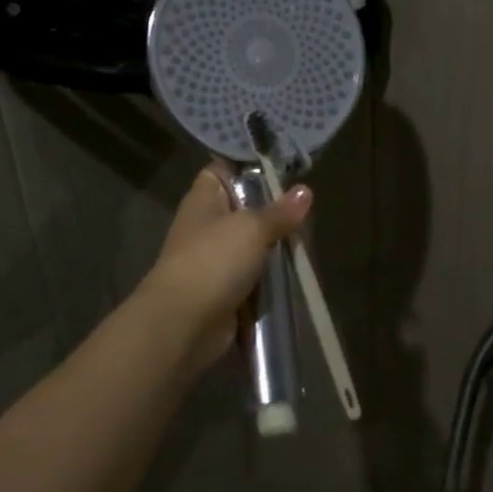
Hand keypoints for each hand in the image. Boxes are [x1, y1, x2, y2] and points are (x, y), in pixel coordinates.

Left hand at [139, 166, 311, 372]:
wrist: (184, 323)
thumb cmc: (214, 261)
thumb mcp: (252, 228)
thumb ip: (279, 212)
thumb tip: (305, 191)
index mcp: (203, 200)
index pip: (222, 171)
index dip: (247, 168)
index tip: (281, 169)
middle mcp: (206, 226)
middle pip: (243, 210)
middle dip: (273, 212)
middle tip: (307, 210)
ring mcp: (214, 260)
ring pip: (251, 246)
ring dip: (274, 248)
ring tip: (307, 241)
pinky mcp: (223, 291)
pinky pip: (252, 277)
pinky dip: (269, 279)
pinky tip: (296, 273)